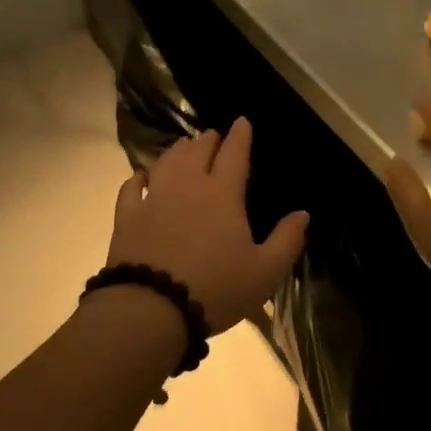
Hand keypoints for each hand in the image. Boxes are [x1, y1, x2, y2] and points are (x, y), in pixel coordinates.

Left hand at [106, 119, 308, 332]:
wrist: (151, 308)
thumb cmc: (216, 289)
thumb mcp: (265, 272)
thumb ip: (287, 240)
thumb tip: (303, 213)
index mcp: (223, 194)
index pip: (234, 154)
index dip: (240, 136)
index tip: (242, 121)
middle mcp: (187, 186)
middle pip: (197, 152)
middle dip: (207, 140)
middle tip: (212, 136)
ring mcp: (153, 199)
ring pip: (166, 163)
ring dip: (177, 151)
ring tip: (183, 146)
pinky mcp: (127, 218)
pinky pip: (131, 189)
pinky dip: (138, 179)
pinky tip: (141, 177)